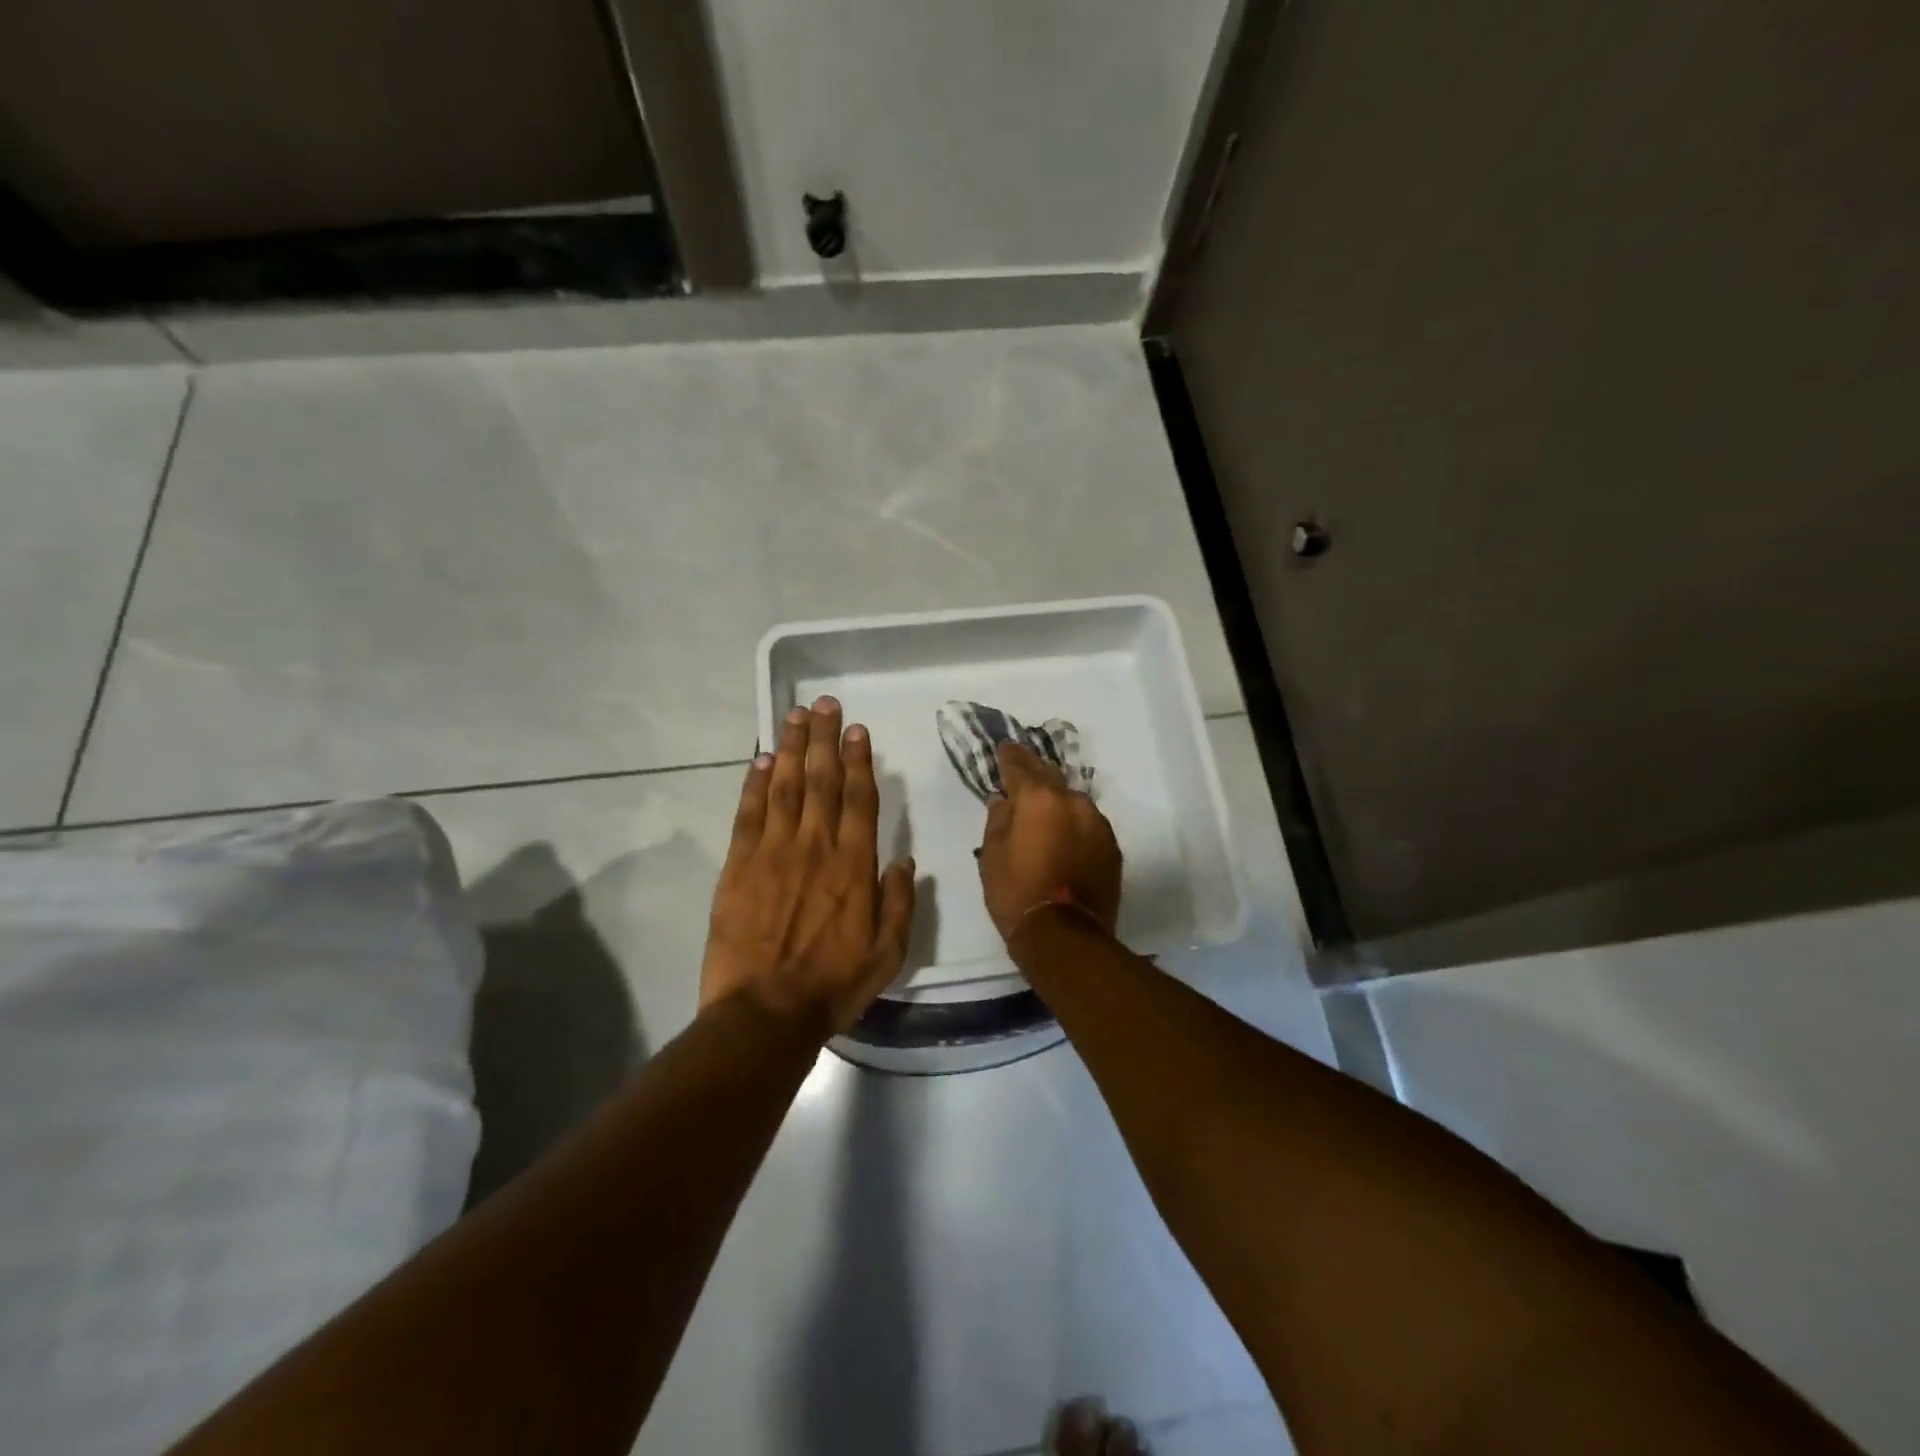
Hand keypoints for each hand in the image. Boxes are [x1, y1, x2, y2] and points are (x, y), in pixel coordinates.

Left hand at [700, 696, 915, 1034]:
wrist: (764, 1013)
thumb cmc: (832, 985)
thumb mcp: (888, 953)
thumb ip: (899, 902)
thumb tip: (903, 859)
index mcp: (854, 865)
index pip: (859, 798)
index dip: (859, 760)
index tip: (857, 730)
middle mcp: (815, 846)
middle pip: (820, 779)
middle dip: (823, 738)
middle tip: (825, 703)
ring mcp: (772, 852)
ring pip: (783, 787)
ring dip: (789, 747)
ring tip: (794, 715)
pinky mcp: (738, 866)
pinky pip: (747, 814)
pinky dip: (753, 784)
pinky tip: (758, 760)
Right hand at [977, 741, 1122, 943]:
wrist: (1066, 936)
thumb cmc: (1017, 893)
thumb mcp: (991, 855)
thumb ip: (998, 820)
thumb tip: (1004, 800)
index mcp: (1039, 798)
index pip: (1020, 766)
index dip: (1009, 756)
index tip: (1003, 748)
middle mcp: (1072, 801)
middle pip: (1050, 776)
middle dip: (1034, 770)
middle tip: (1021, 764)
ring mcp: (1097, 823)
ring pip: (1072, 800)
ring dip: (1056, 799)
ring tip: (1043, 805)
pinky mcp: (1111, 846)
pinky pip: (1086, 823)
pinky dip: (1073, 822)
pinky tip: (1064, 832)